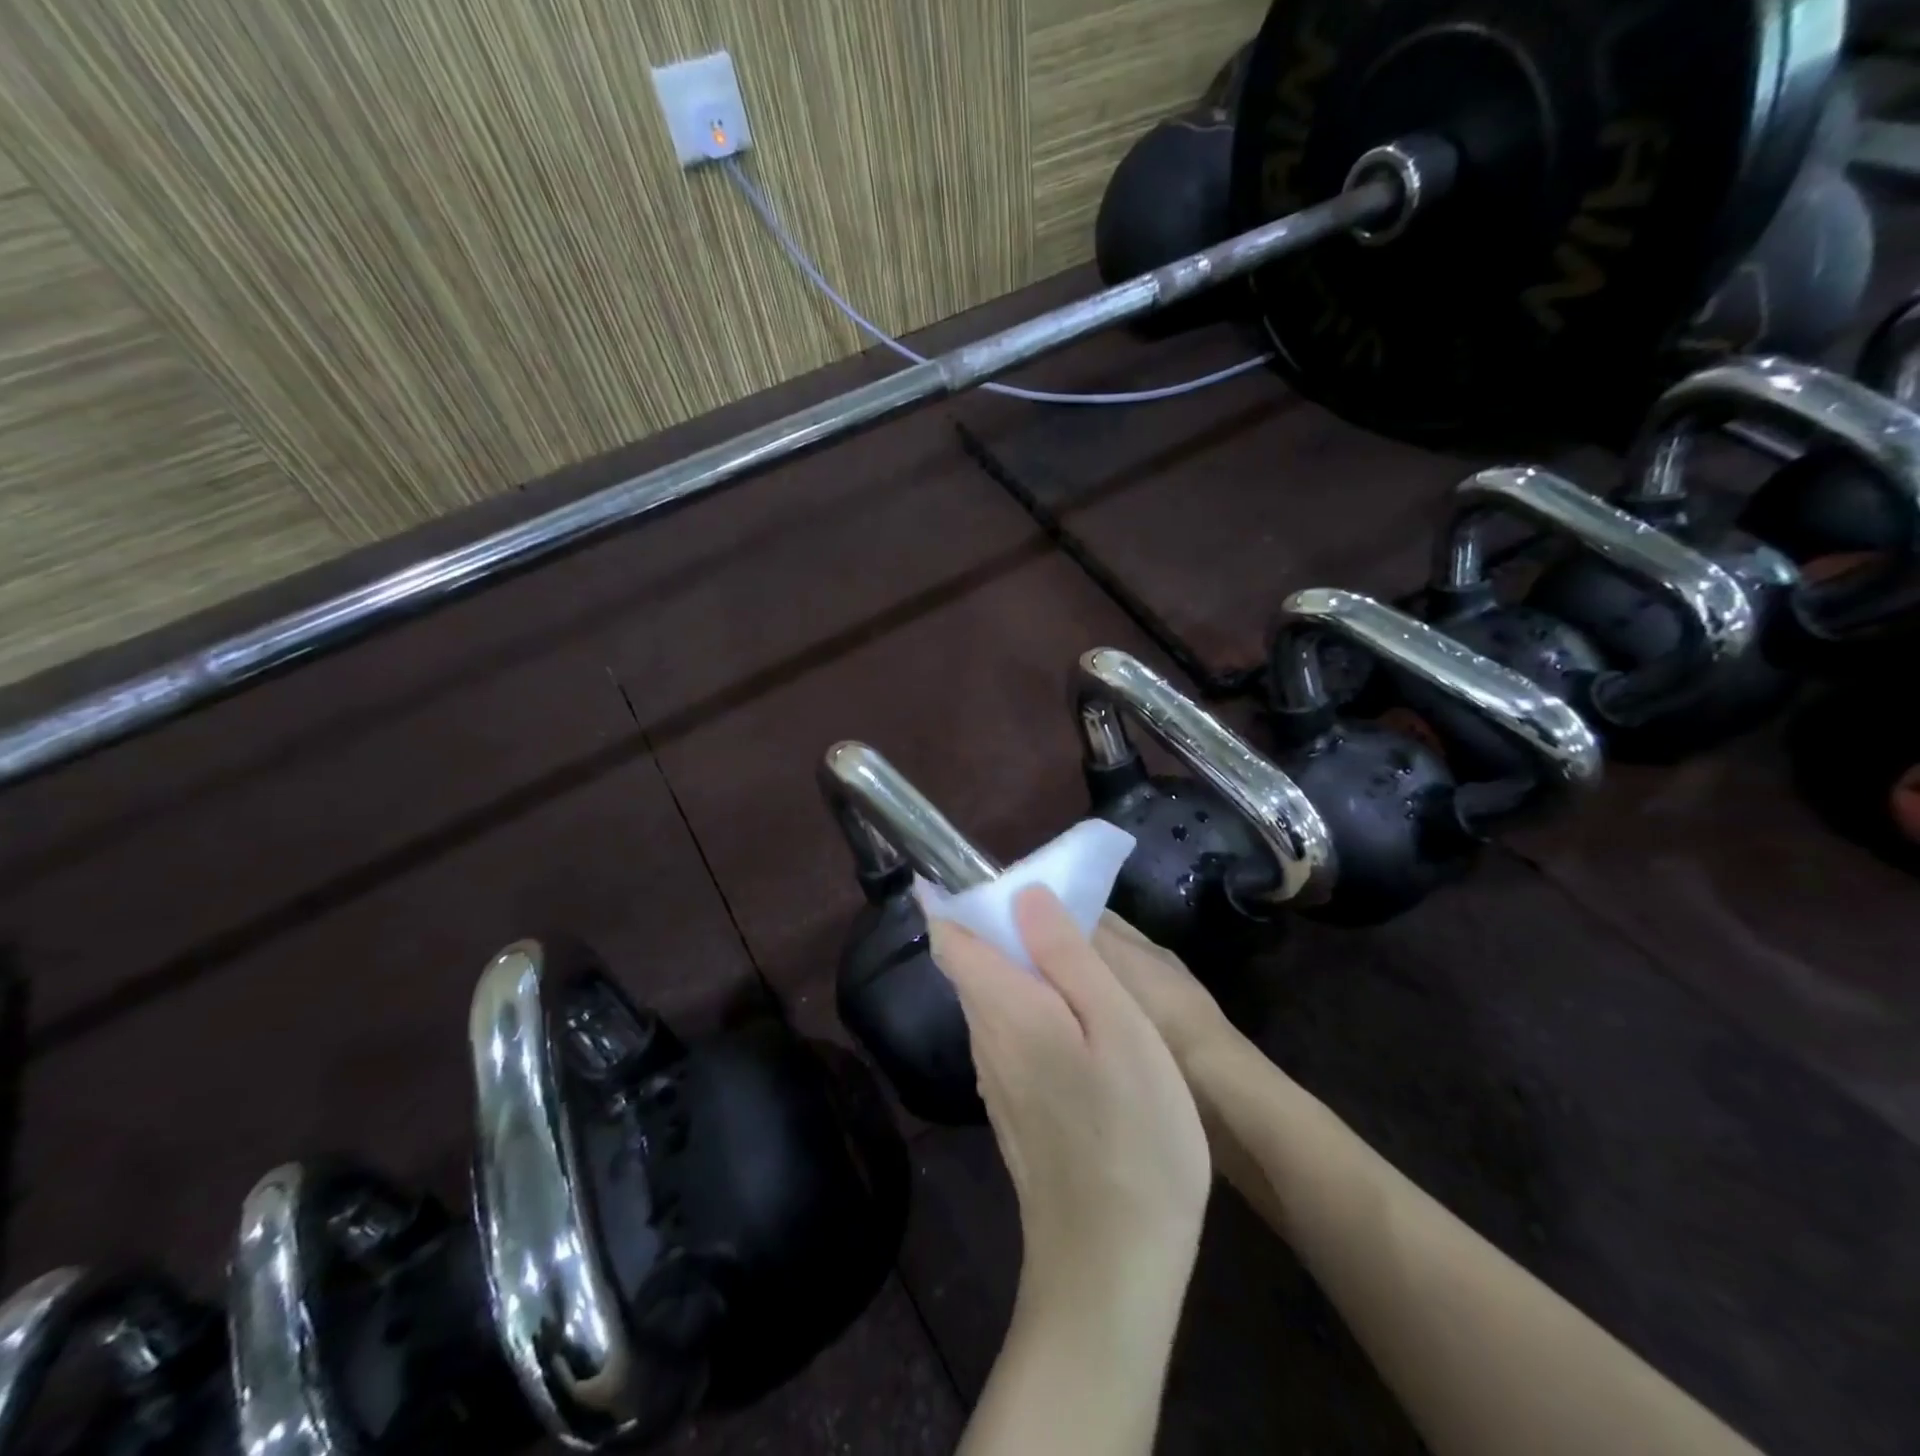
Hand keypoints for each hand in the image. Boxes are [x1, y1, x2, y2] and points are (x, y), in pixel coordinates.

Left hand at [928, 888, 1211, 1292]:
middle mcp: (985, 1038)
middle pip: (968, 963)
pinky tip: (1069, 1016)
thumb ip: (1066, 956)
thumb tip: (1023, 894)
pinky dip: (1025, 1003)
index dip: (951, 897)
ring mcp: (996, 1079)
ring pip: (989, 998)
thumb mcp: (1117, 1027)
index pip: (950, 936)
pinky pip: (1007, 1032)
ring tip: (1064, 950)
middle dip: (991, 924)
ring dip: (1012, 964)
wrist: (1111, 1265)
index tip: (970, 868)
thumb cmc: (1131, 1134)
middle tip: (1046, 904)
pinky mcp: (1014, 1108)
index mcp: (1003, 1007)